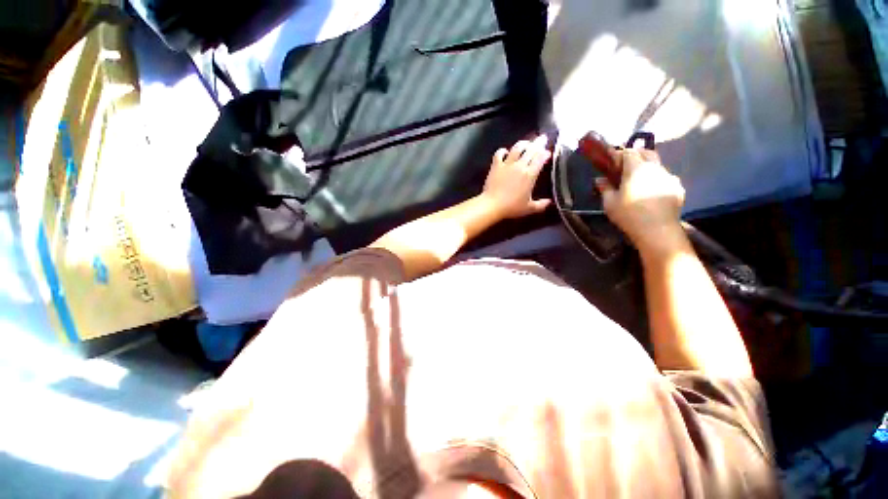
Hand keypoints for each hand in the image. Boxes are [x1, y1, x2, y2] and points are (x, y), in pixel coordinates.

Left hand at [482, 135, 551, 218]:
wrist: (492, 205)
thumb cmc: (511, 207)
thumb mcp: (529, 208)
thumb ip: (541, 205)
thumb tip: (550, 202)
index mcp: (530, 174)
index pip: (541, 158)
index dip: (545, 153)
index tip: (548, 152)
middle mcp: (520, 165)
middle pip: (531, 149)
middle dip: (538, 142)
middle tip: (542, 138)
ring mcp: (507, 164)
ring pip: (517, 148)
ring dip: (523, 143)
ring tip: (527, 142)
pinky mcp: (496, 165)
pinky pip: (499, 153)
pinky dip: (503, 150)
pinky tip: (505, 151)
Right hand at [595, 147, 685, 251]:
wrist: (657, 230)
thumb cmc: (628, 214)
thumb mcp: (609, 203)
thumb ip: (604, 188)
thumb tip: (599, 180)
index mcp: (636, 168)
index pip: (628, 152)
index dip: (619, 154)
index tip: (611, 162)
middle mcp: (655, 168)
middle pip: (647, 152)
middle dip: (636, 155)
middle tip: (625, 166)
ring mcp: (669, 177)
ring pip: (657, 165)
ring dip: (647, 168)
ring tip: (638, 181)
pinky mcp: (677, 188)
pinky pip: (665, 178)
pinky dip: (657, 180)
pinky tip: (651, 192)